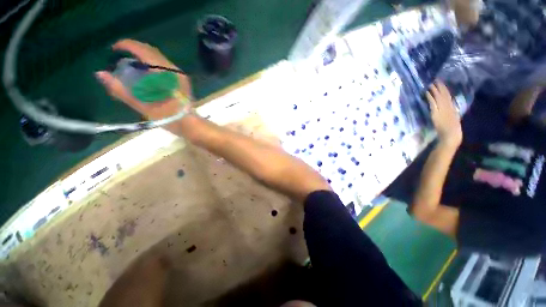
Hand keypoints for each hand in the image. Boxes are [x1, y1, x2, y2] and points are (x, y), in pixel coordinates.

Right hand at [95, 39, 192, 120]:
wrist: (190, 125)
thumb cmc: (168, 118)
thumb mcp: (143, 106)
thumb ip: (121, 90)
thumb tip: (100, 74)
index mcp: (167, 74)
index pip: (145, 51)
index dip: (129, 45)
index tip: (114, 47)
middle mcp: (175, 71)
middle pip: (152, 52)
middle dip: (135, 50)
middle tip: (119, 54)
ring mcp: (180, 76)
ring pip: (159, 58)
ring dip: (143, 57)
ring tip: (129, 62)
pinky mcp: (182, 81)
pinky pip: (164, 65)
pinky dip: (152, 64)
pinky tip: (144, 71)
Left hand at [426, 81, 462, 146]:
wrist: (451, 136)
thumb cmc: (452, 131)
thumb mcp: (453, 120)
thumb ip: (450, 114)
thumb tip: (447, 110)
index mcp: (453, 109)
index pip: (449, 97)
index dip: (445, 90)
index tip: (442, 84)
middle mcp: (448, 107)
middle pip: (444, 95)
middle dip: (440, 87)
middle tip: (437, 80)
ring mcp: (442, 109)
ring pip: (439, 97)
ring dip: (435, 90)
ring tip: (431, 84)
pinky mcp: (437, 113)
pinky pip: (433, 103)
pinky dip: (430, 97)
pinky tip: (427, 92)